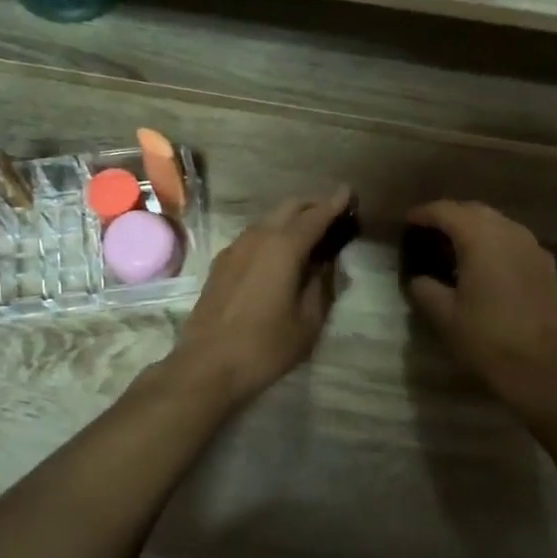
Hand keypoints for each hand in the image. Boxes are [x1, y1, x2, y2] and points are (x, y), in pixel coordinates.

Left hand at [171, 187, 351, 408]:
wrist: (208, 364)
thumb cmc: (266, 346)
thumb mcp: (308, 321)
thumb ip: (322, 286)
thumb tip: (326, 265)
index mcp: (284, 247)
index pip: (316, 216)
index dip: (335, 203)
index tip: (349, 193)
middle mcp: (258, 237)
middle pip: (289, 207)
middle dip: (312, 206)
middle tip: (332, 215)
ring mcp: (235, 248)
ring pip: (268, 220)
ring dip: (290, 219)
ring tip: (308, 235)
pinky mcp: (221, 263)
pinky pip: (253, 236)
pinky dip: (272, 234)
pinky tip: (279, 254)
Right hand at [404, 200, 556, 411]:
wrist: (541, 368)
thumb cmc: (486, 339)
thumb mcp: (443, 316)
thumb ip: (424, 288)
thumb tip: (420, 278)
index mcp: (481, 238)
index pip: (446, 211)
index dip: (424, 213)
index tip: (408, 221)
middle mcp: (509, 232)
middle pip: (474, 211)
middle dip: (450, 216)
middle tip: (429, 232)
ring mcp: (532, 247)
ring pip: (498, 224)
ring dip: (474, 228)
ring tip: (455, 248)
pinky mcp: (546, 265)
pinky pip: (514, 241)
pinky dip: (495, 243)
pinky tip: (485, 266)